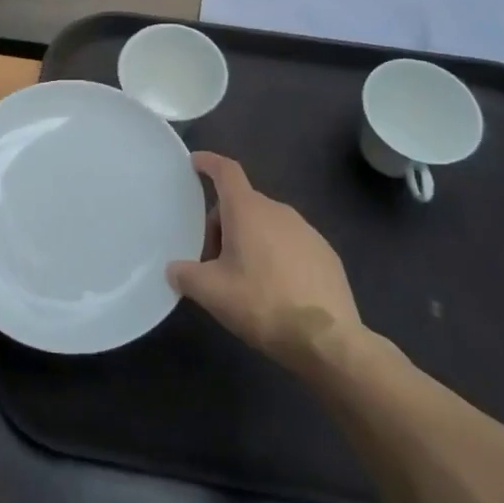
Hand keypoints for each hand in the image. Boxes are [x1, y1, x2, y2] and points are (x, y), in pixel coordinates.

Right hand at [168, 152, 365, 375]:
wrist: (329, 340)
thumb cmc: (263, 304)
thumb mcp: (212, 293)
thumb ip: (186, 275)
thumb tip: (174, 269)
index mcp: (247, 210)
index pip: (226, 171)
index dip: (209, 162)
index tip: (195, 162)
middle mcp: (278, 210)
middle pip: (242, 204)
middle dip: (223, 224)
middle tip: (212, 260)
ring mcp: (306, 230)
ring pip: (267, 224)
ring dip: (250, 239)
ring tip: (244, 278)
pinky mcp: (326, 253)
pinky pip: (290, 243)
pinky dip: (276, 254)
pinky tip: (275, 289)